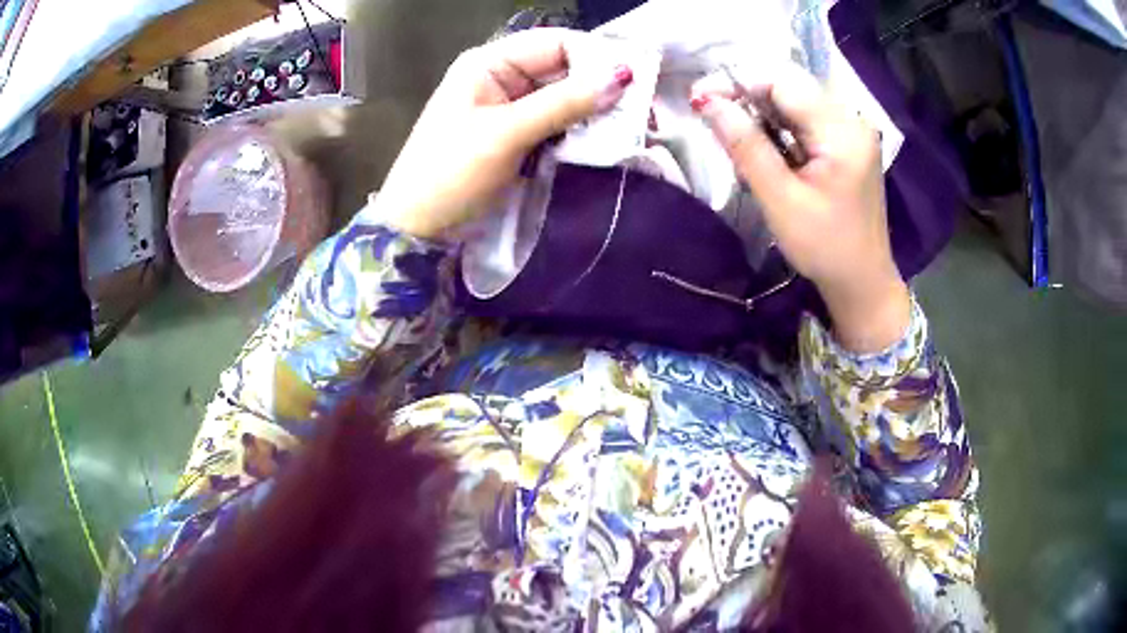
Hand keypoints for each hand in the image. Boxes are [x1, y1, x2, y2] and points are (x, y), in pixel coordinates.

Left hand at [375, 29, 631, 238]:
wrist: (417, 230)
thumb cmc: (450, 174)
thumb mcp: (506, 134)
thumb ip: (564, 103)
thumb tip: (622, 75)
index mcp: (490, 63)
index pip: (555, 43)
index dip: (595, 56)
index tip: (637, 78)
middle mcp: (502, 78)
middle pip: (563, 70)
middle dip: (600, 87)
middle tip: (644, 109)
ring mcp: (510, 109)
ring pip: (564, 98)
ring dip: (595, 112)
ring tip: (634, 126)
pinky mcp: (517, 137)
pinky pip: (557, 124)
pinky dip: (580, 131)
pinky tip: (606, 140)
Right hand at [691, 66, 909, 352]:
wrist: (863, 282)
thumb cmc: (824, 248)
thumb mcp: (781, 200)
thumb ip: (746, 148)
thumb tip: (709, 103)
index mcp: (842, 132)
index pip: (783, 83)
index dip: (740, 84)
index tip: (701, 99)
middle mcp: (852, 121)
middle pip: (790, 88)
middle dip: (749, 100)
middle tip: (716, 122)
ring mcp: (852, 131)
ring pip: (796, 103)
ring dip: (763, 116)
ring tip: (743, 146)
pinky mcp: (847, 143)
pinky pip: (806, 121)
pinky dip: (780, 130)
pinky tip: (770, 154)